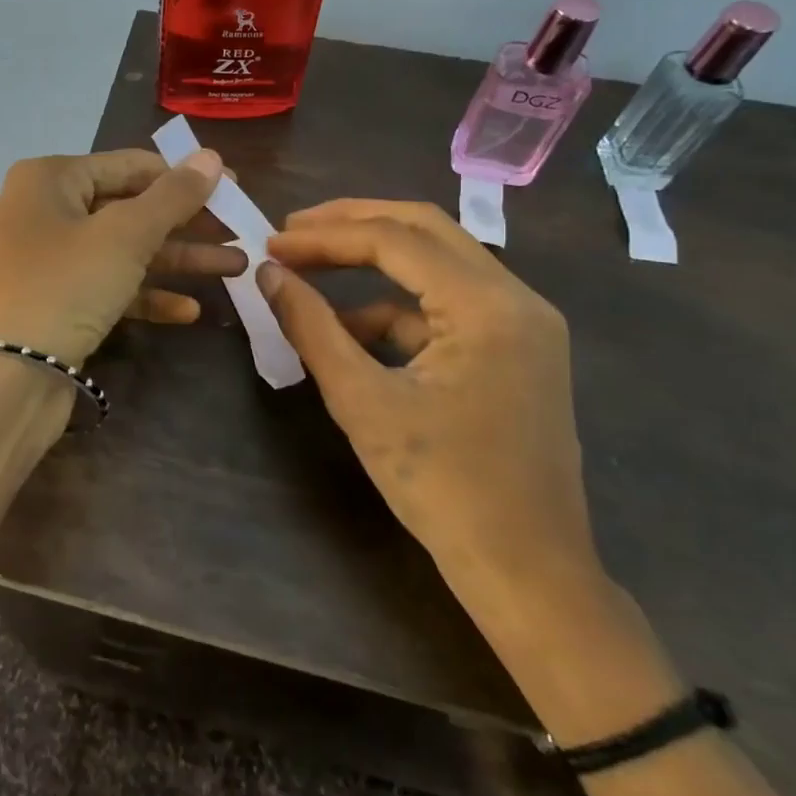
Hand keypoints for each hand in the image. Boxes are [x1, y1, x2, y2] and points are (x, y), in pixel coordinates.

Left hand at [0, 149, 243, 367]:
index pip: (131, 165)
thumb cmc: (65, 285)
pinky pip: (111, 287)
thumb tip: (212, 157)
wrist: (6, 378)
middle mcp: (48, 211)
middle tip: (242, 231)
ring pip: (125, 250)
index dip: (185, 176)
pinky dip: (148, 294)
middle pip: (131, 208)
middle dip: (187, 223)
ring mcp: (52, 259)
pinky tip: (190, 310)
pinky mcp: (59, 302)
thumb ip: (172, 196)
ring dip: (178, 260)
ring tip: (236, 268)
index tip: (236, 189)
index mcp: (52, 178)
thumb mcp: (125, 235)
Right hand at [256, 199, 598, 601]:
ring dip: (373, 262)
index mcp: (488, 306)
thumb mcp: (362, 402)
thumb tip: (268, 274)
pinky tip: (352, 331)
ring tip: (311, 272)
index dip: (325, 236)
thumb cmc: (442, 488)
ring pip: (437, 261)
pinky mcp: (516, 347)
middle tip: (293, 231)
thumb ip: (312, 327)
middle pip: (425, 229)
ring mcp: (523, 322)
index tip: (271, 244)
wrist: (527, 571)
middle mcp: (516, 297)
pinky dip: (396, 307)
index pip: (395, 240)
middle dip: (352, 223)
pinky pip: (447, 304)